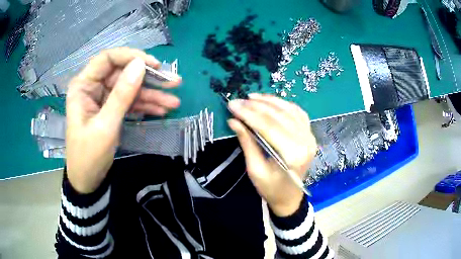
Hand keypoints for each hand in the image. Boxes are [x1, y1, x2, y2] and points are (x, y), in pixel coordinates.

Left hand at [66, 47, 180, 193]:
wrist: (88, 181)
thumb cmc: (89, 156)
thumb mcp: (106, 126)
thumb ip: (122, 95)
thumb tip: (140, 65)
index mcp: (83, 85)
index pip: (108, 59)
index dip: (131, 57)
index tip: (154, 65)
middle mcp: (93, 87)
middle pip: (123, 73)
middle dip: (148, 79)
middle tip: (173, 83)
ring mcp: (103, 98)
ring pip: (129, 88)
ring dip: (151, 95)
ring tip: (174, 102)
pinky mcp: (111, 110)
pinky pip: (130, 102)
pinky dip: (145, 107)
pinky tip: (161, 111)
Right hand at [228, 93, 316, 216]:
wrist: (290, 197)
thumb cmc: (271, 189)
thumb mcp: (255, 170)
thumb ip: (247, 143)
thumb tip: (234, 121)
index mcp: (292, 155)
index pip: (268, 127)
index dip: (249, 114)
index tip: (232, 105)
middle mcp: (305, 142)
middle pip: (279, 116)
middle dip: (256, 106)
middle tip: (238, 100)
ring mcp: (310, 136)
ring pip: (289, 110)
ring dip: (270, 101)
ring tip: (252, 97)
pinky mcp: (309, 134)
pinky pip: (297, 113)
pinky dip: (283, 104)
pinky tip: (270, 101)